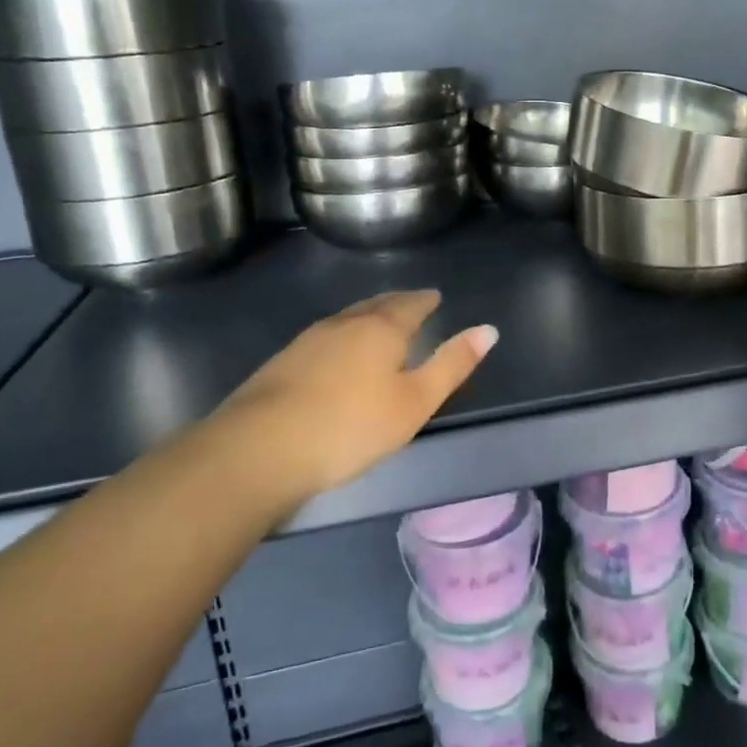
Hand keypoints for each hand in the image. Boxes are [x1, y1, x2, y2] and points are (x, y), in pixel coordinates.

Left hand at [200, 291, 497, 499]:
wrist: (258, 449)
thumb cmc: (350, 426)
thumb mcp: (415, 402)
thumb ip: (452, 365)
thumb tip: (488, 329)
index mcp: (381, 329)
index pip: (410, 304)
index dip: (425, 300)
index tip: (435, 297)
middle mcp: (344, 324)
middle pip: (376, 304)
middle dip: (396, 302)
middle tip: (410, 303)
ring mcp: (308, 341)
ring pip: (346, 318)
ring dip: (367, 315)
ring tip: (377, 322)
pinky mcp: (281, 362)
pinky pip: (324, 337)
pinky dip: (342, 335)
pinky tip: (336, 351)